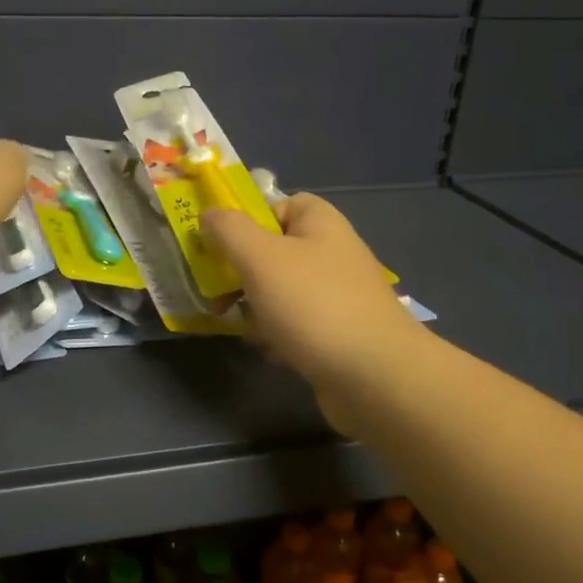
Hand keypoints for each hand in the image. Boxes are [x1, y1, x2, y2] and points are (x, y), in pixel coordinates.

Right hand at [202, 194, 428, 433]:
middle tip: (219, 298)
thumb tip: (209, 215)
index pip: (275, 206)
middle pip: (270, 253)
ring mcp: (336, 295)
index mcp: (319, 223)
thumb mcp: (260, 257)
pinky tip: (277, 353)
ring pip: (276, 293)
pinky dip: (279, 338)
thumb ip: (228, 230)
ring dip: (256, 312)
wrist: (374, 376)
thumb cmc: (313, 305)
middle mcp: (330, 253)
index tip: (220, 247)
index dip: (245, 222)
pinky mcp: (336, 333)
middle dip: (241, 277)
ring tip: (254, 332)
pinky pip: (293, 326)